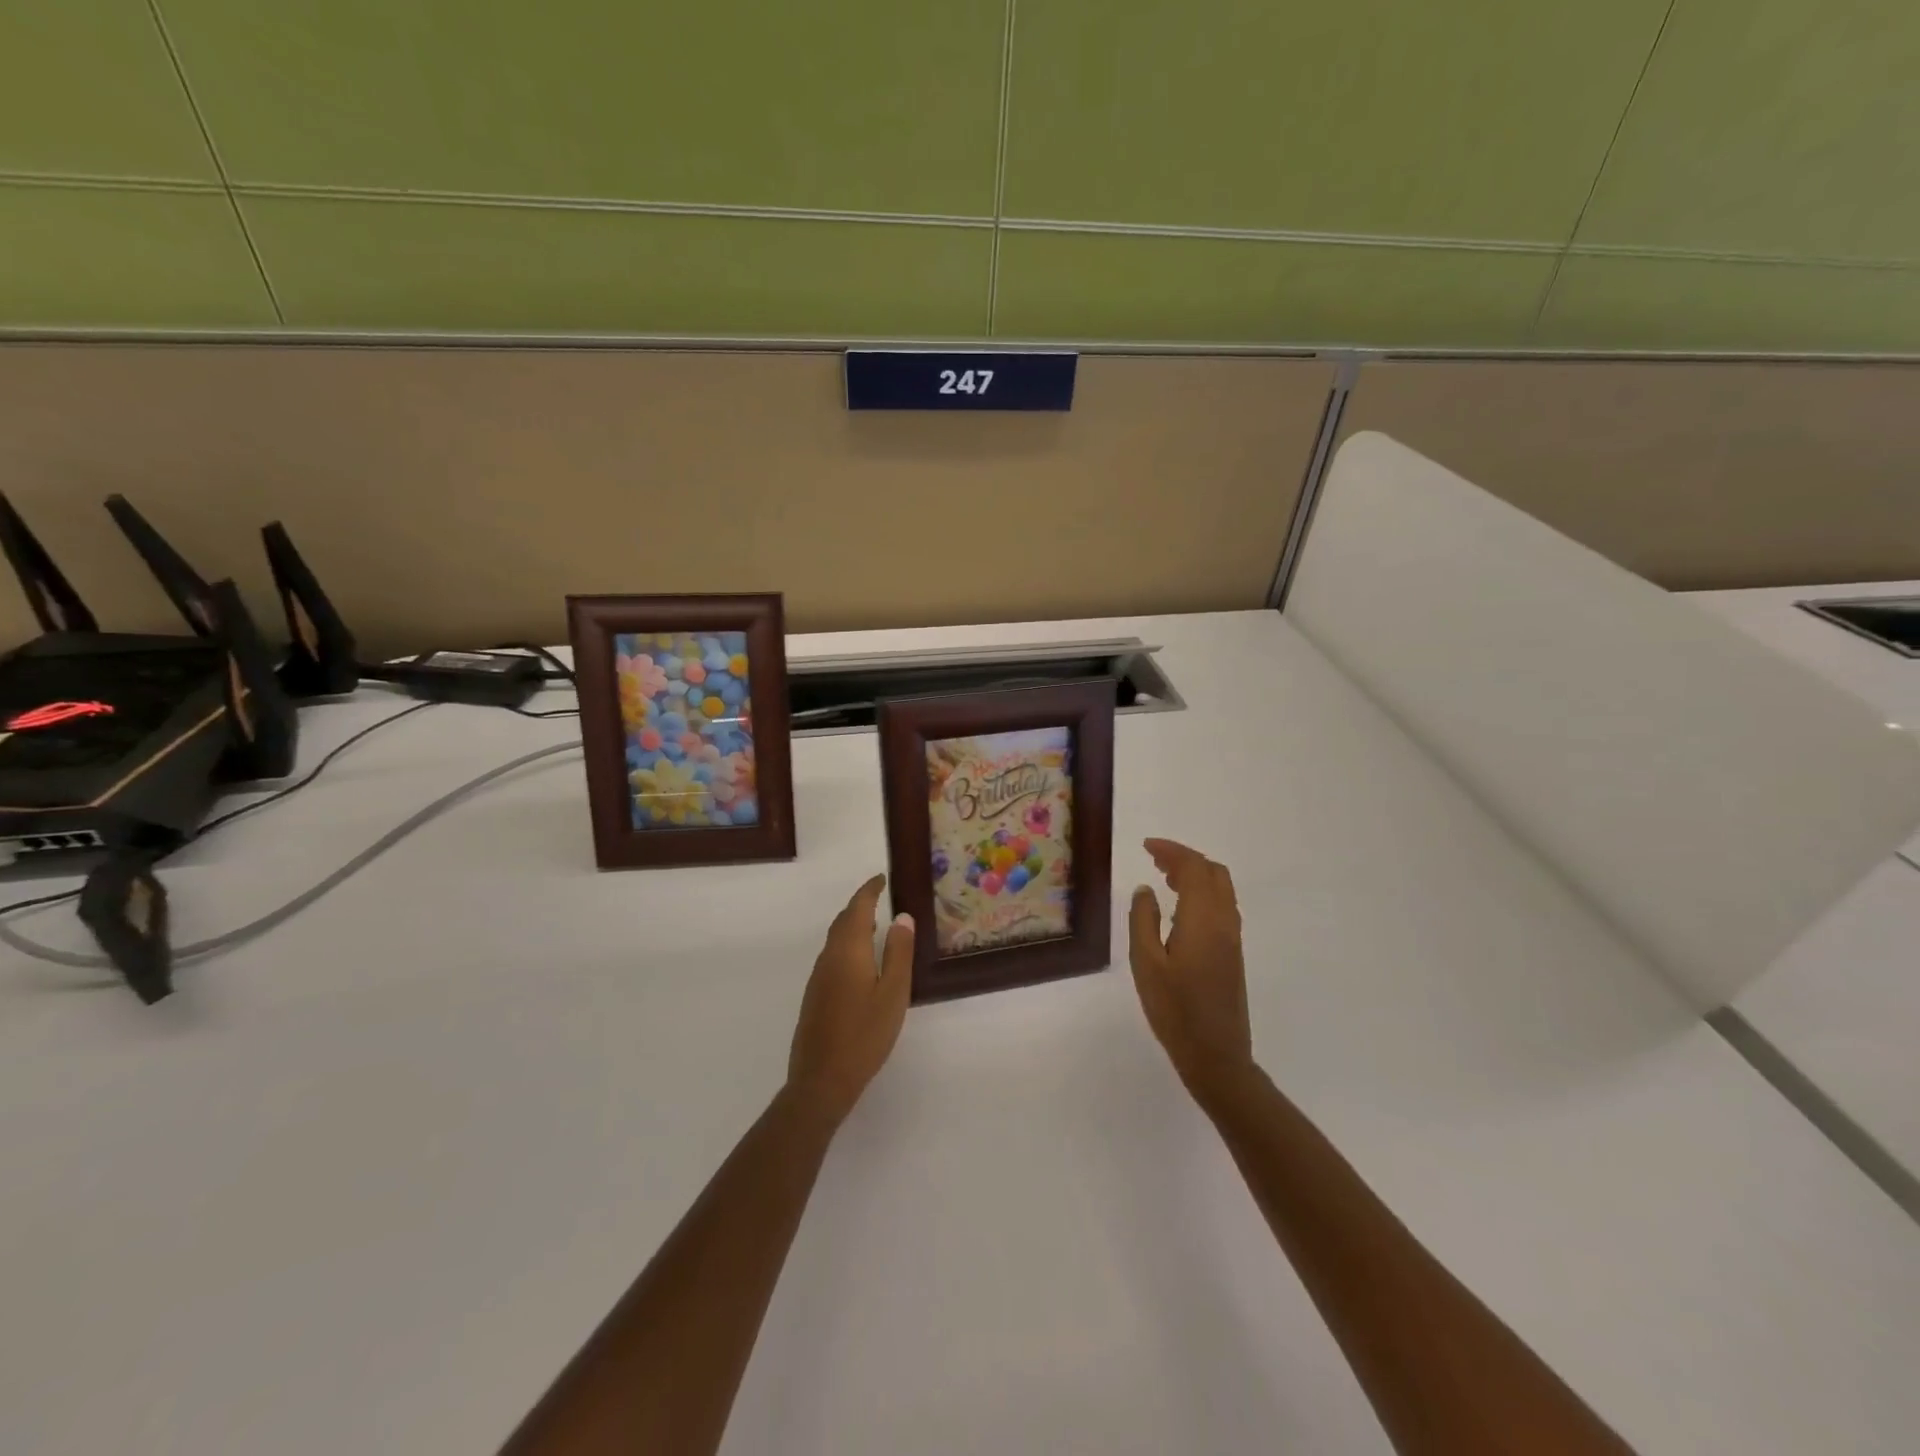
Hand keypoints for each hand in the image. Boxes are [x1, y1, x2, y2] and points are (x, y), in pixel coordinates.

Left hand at [787, 875, 914, 1126]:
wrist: (822, 1079)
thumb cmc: (865, 1034)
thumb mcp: (893, 993)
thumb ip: (898, 953)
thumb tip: (902, 917)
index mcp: (848, 951)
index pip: (857, 908)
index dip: (869, 890)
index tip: (882, 878)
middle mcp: (828, 957)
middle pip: (842, 921)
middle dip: (860, 905)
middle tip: (880, 897)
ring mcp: (818, 977)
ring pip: (835, 939)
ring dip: (852, 925)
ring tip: (874, 925)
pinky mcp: (815, 995)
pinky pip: (832, 956)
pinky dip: (847, 944)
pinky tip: (860, 961)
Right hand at [1128, 838, 1253, 1107]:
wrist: (1216, 1055)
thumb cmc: (1175, 1009)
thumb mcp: (1146, 963)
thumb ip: (1143, 920)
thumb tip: (1145, 890)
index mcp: (1203, 919)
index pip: (1193, 868)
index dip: (1171, 851)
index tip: (1146, 846)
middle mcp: (1224, 921)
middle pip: (1213, 872)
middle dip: (1185, 859)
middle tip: (1155, 860)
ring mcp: (1232, 938)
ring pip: (1220, 889)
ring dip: (1196, 875)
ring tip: (1164, 878)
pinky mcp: (1233, 953)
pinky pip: (1221, 906)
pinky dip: (1202, 893)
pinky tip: (1180, 909)